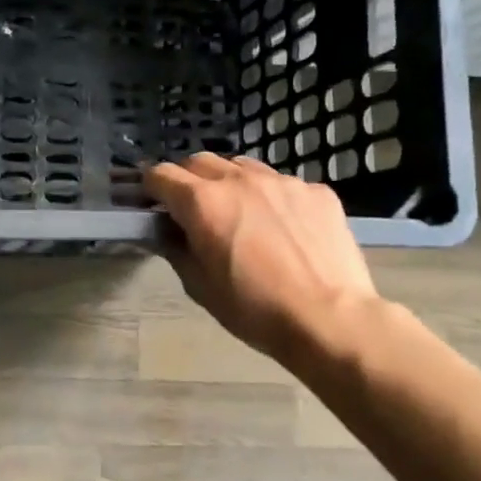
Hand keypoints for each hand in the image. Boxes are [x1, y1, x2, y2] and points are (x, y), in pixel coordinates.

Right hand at [145, 153, 377, 363]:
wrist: (330, 319)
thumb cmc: (254, 309)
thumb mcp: (200, 286)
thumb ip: (177, 249)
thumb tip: (168, 232)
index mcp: (202, 202)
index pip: (161, 174)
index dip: (151, 187)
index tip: (152, 203)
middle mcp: (238, 180)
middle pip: (199, 161)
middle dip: (187, 179)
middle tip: (190, 207)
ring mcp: (282, 181)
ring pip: (241, 166)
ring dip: (228, 181)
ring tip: (237, 211)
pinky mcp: (316, 191)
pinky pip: (282, 184)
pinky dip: (270, 197)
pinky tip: (282, 227)